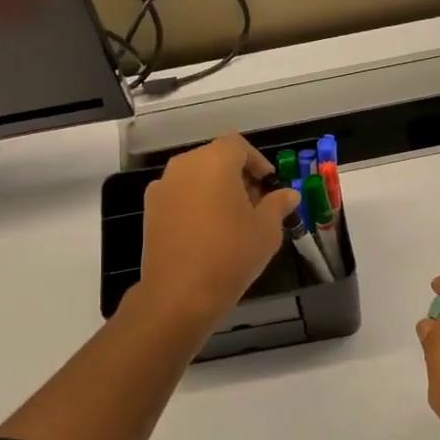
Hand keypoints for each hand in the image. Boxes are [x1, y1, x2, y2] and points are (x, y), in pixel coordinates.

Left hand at [137, 135, 299, 328]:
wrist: (180, 294)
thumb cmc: (231, 254)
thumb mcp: (267, 230)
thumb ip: (278, 204)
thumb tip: (289, 194)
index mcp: (214, 162)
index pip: (238, 145)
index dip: (257, 161)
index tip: (269, 184)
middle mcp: (184, 166)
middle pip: (215, 158)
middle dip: (237, 175)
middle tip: (256, 203)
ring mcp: (162, 188)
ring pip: (195, 177)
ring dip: (216, 189)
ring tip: (234, 220)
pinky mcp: (150, 211)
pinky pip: (180, 196)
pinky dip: (196, 204)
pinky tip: (209, 232)